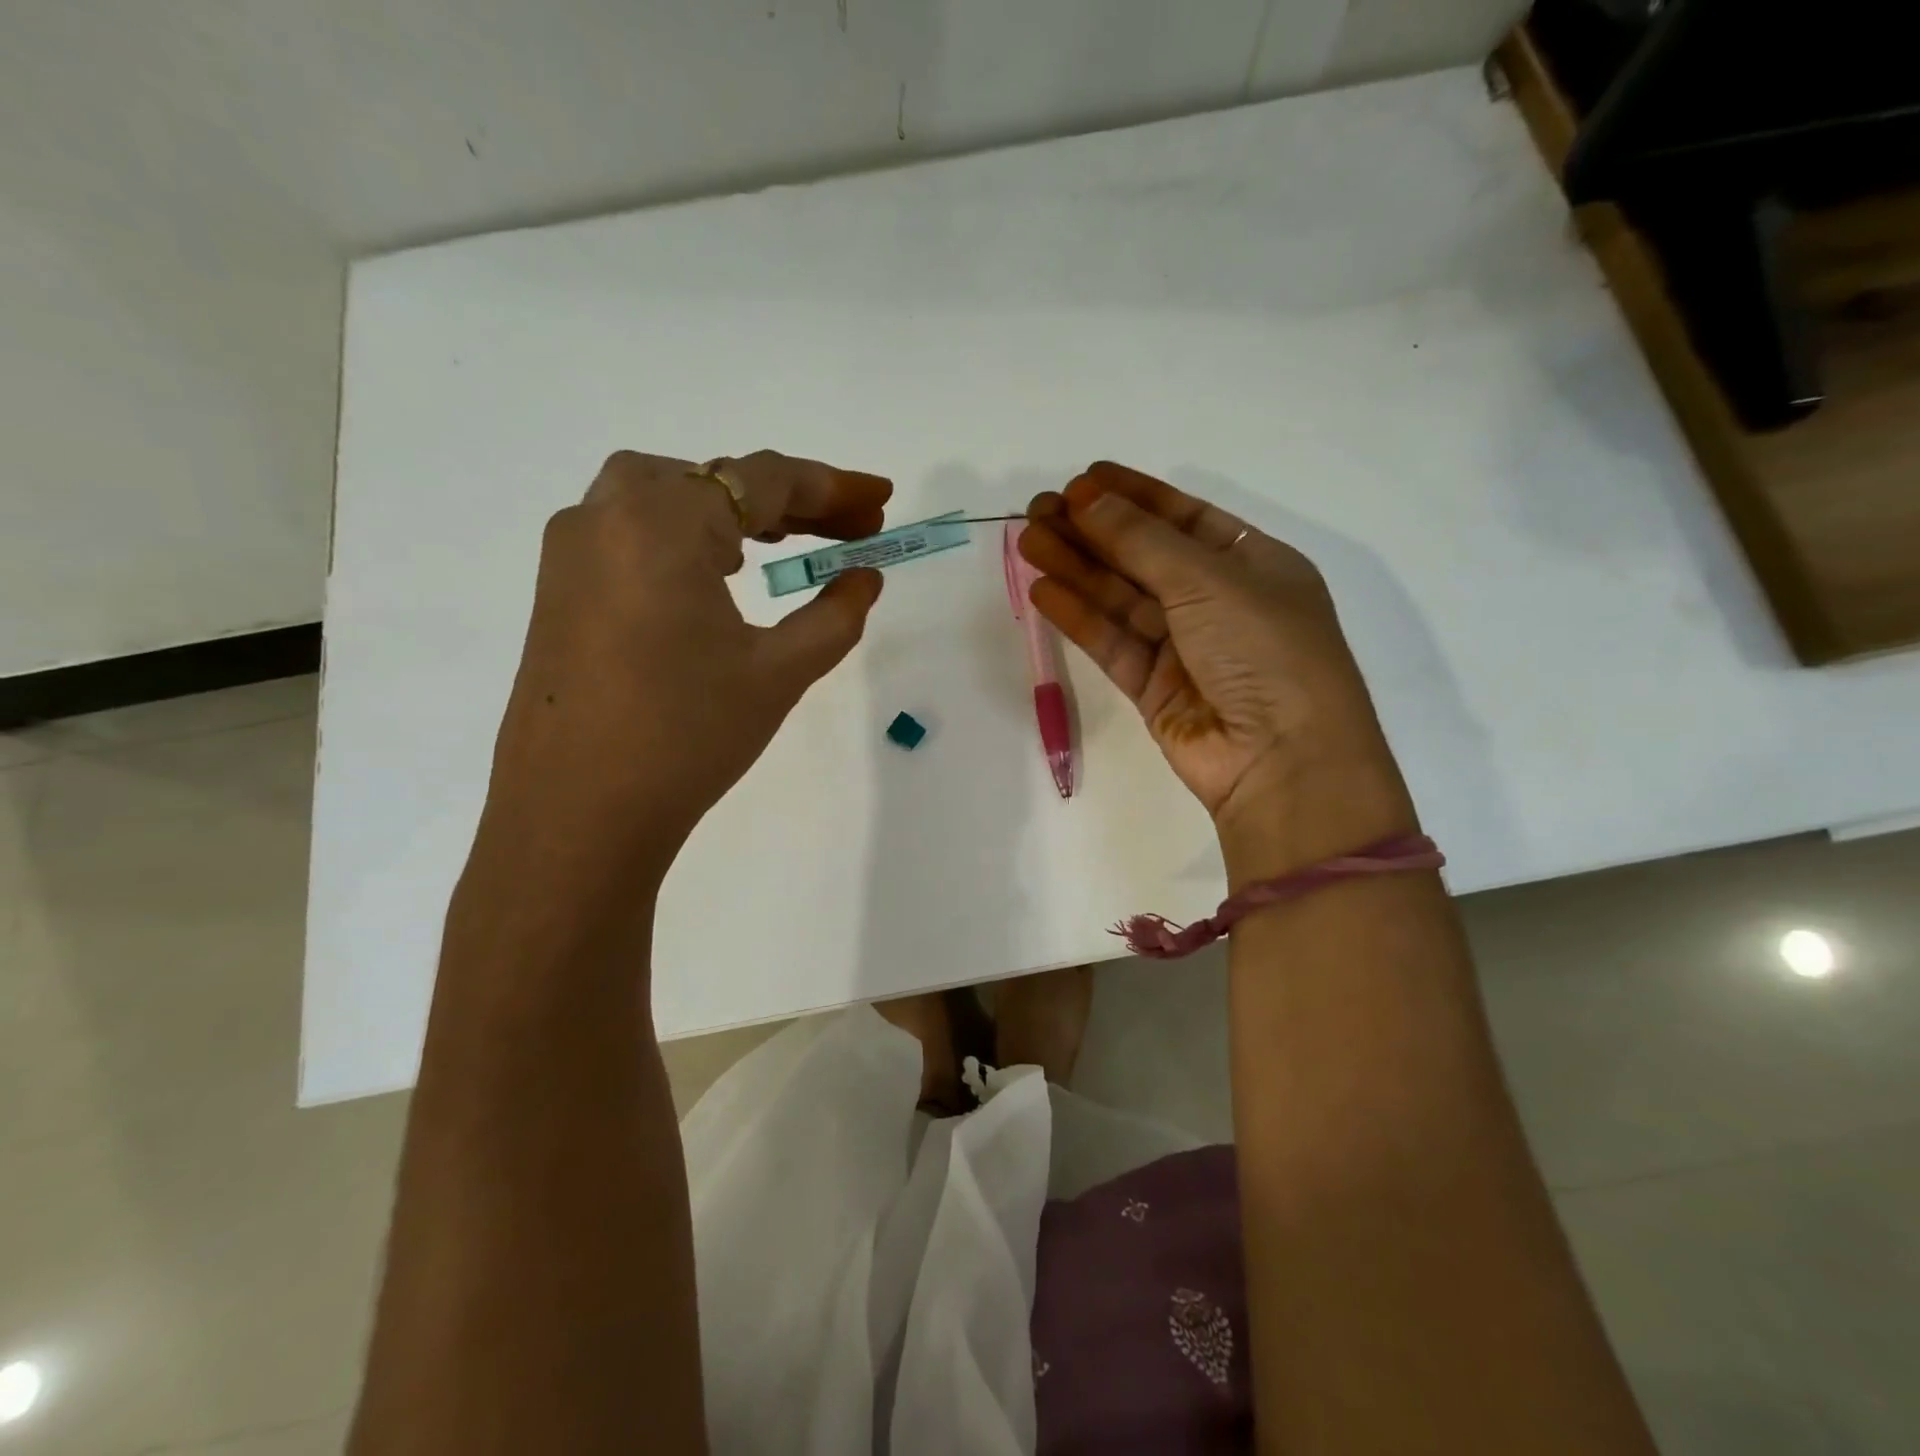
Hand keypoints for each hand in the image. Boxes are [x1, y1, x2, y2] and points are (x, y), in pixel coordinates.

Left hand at [476, 450, 890, 900]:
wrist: (577, 816)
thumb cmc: (687, 737)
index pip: (762, 480)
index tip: (881, 497)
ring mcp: (572, 549)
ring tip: (788, 543)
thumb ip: (834, 616)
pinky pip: (633, 532)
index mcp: (662, 522)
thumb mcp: (779, 673)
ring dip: (735, 512)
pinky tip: (718, 574)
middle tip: (849, 528)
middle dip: (789, 500)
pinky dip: (688, 535)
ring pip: (668, 499)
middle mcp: (607, 514)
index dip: (831, 486)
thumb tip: (864, 578)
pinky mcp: (558, 586)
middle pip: (714, 479)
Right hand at [1019, 462, 1415, 881]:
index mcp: (1253, 564)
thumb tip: (1087, 498)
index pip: (1184, 518)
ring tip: (1028, 539)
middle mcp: (1218, 602)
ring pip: (1121, 599)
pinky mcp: (1155, 689)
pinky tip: (1043, 590)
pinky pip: (1112, 643)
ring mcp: (1185, 648)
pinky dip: (1080, 617)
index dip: (1134, 496)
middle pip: (1144, 557)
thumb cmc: (1265, 651)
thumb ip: (1142, 541)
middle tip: (1039, 508)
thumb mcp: (1210, 580)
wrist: (1282, 761)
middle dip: (1094, 531)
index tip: (1084, 479)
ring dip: (1077, 569)